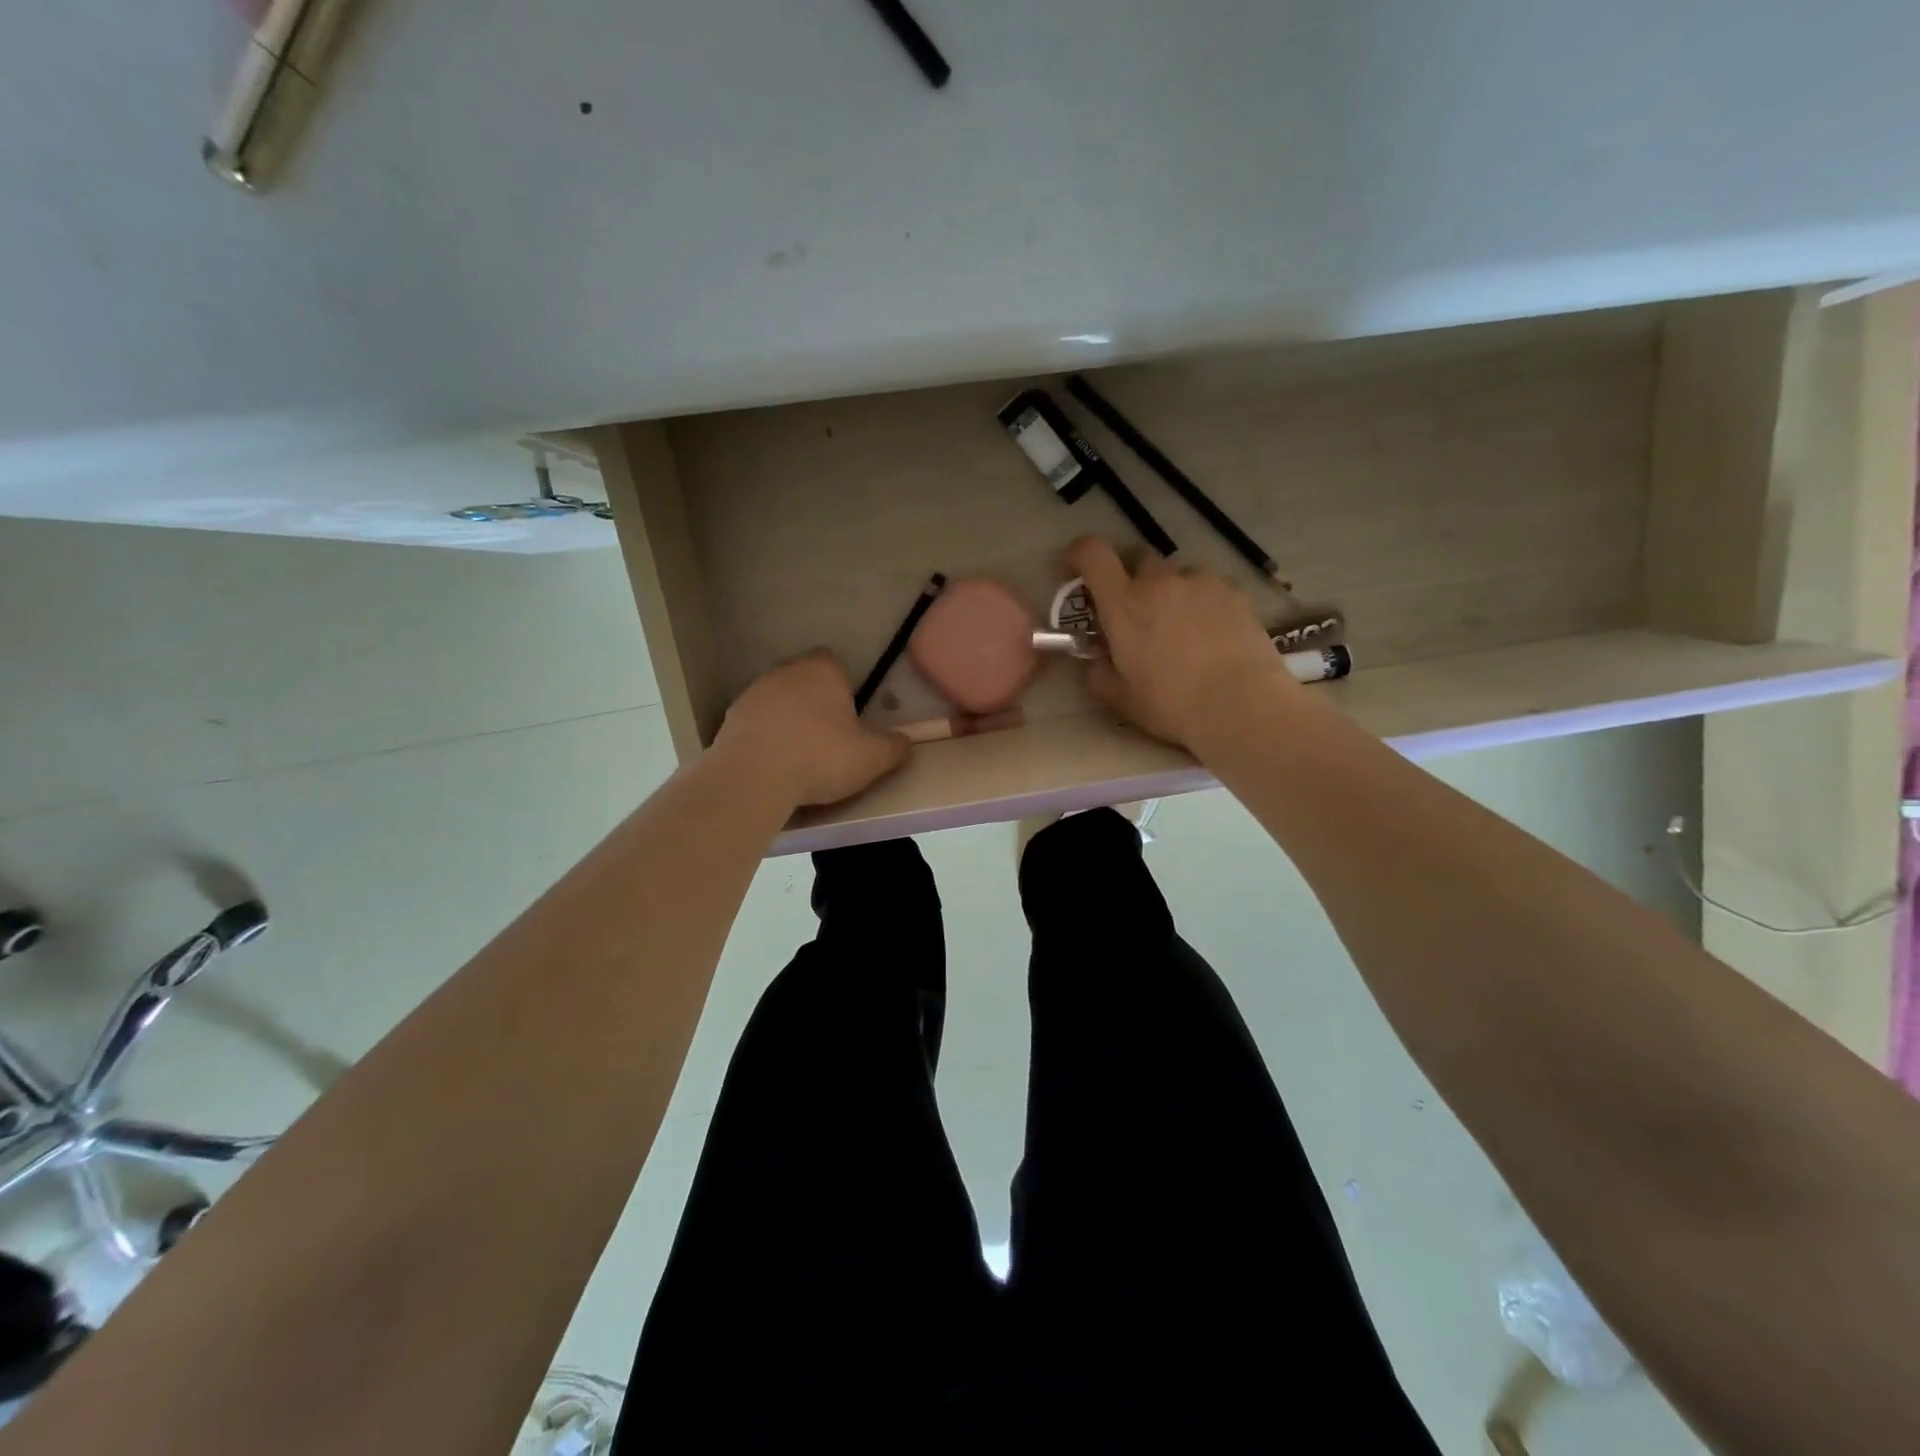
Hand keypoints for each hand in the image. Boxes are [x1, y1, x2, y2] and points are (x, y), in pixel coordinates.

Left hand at [713, 650, 909, 807]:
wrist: (754, 777)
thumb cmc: (821, 756)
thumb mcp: (872, 757)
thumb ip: (894, 747)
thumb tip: (905, 743)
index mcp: (822, 670)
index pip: (834, 662)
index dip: (843, 686)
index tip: (850, 715)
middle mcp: (785, 672)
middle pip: (804, 681)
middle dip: (815, 703)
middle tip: (829, 738)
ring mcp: (752, 694)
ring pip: (777, 702)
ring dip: (787, 721)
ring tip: (800, 757)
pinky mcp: (729, 721)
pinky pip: (755, 726)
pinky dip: (765, 740)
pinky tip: (774, 767)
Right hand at [1065, 536, 1290, 747]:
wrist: (1240, 705)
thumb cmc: (1170, 703)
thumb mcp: (1121, 698)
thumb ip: (1099, 674)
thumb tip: (1096, 662)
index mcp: (1123, 604)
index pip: (1093, 554)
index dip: (1079, 554)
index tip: (1075, 568)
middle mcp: (1159, 581)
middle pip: (1138, 558)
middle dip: (1131, 577)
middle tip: (1135, 610)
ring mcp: (1200, 582)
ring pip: (1177, 574)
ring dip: (1170, 592)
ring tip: (1181, 628)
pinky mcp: (1234, 592)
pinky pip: (1209, 588)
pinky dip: (1202, 602)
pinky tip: (1212, 635)